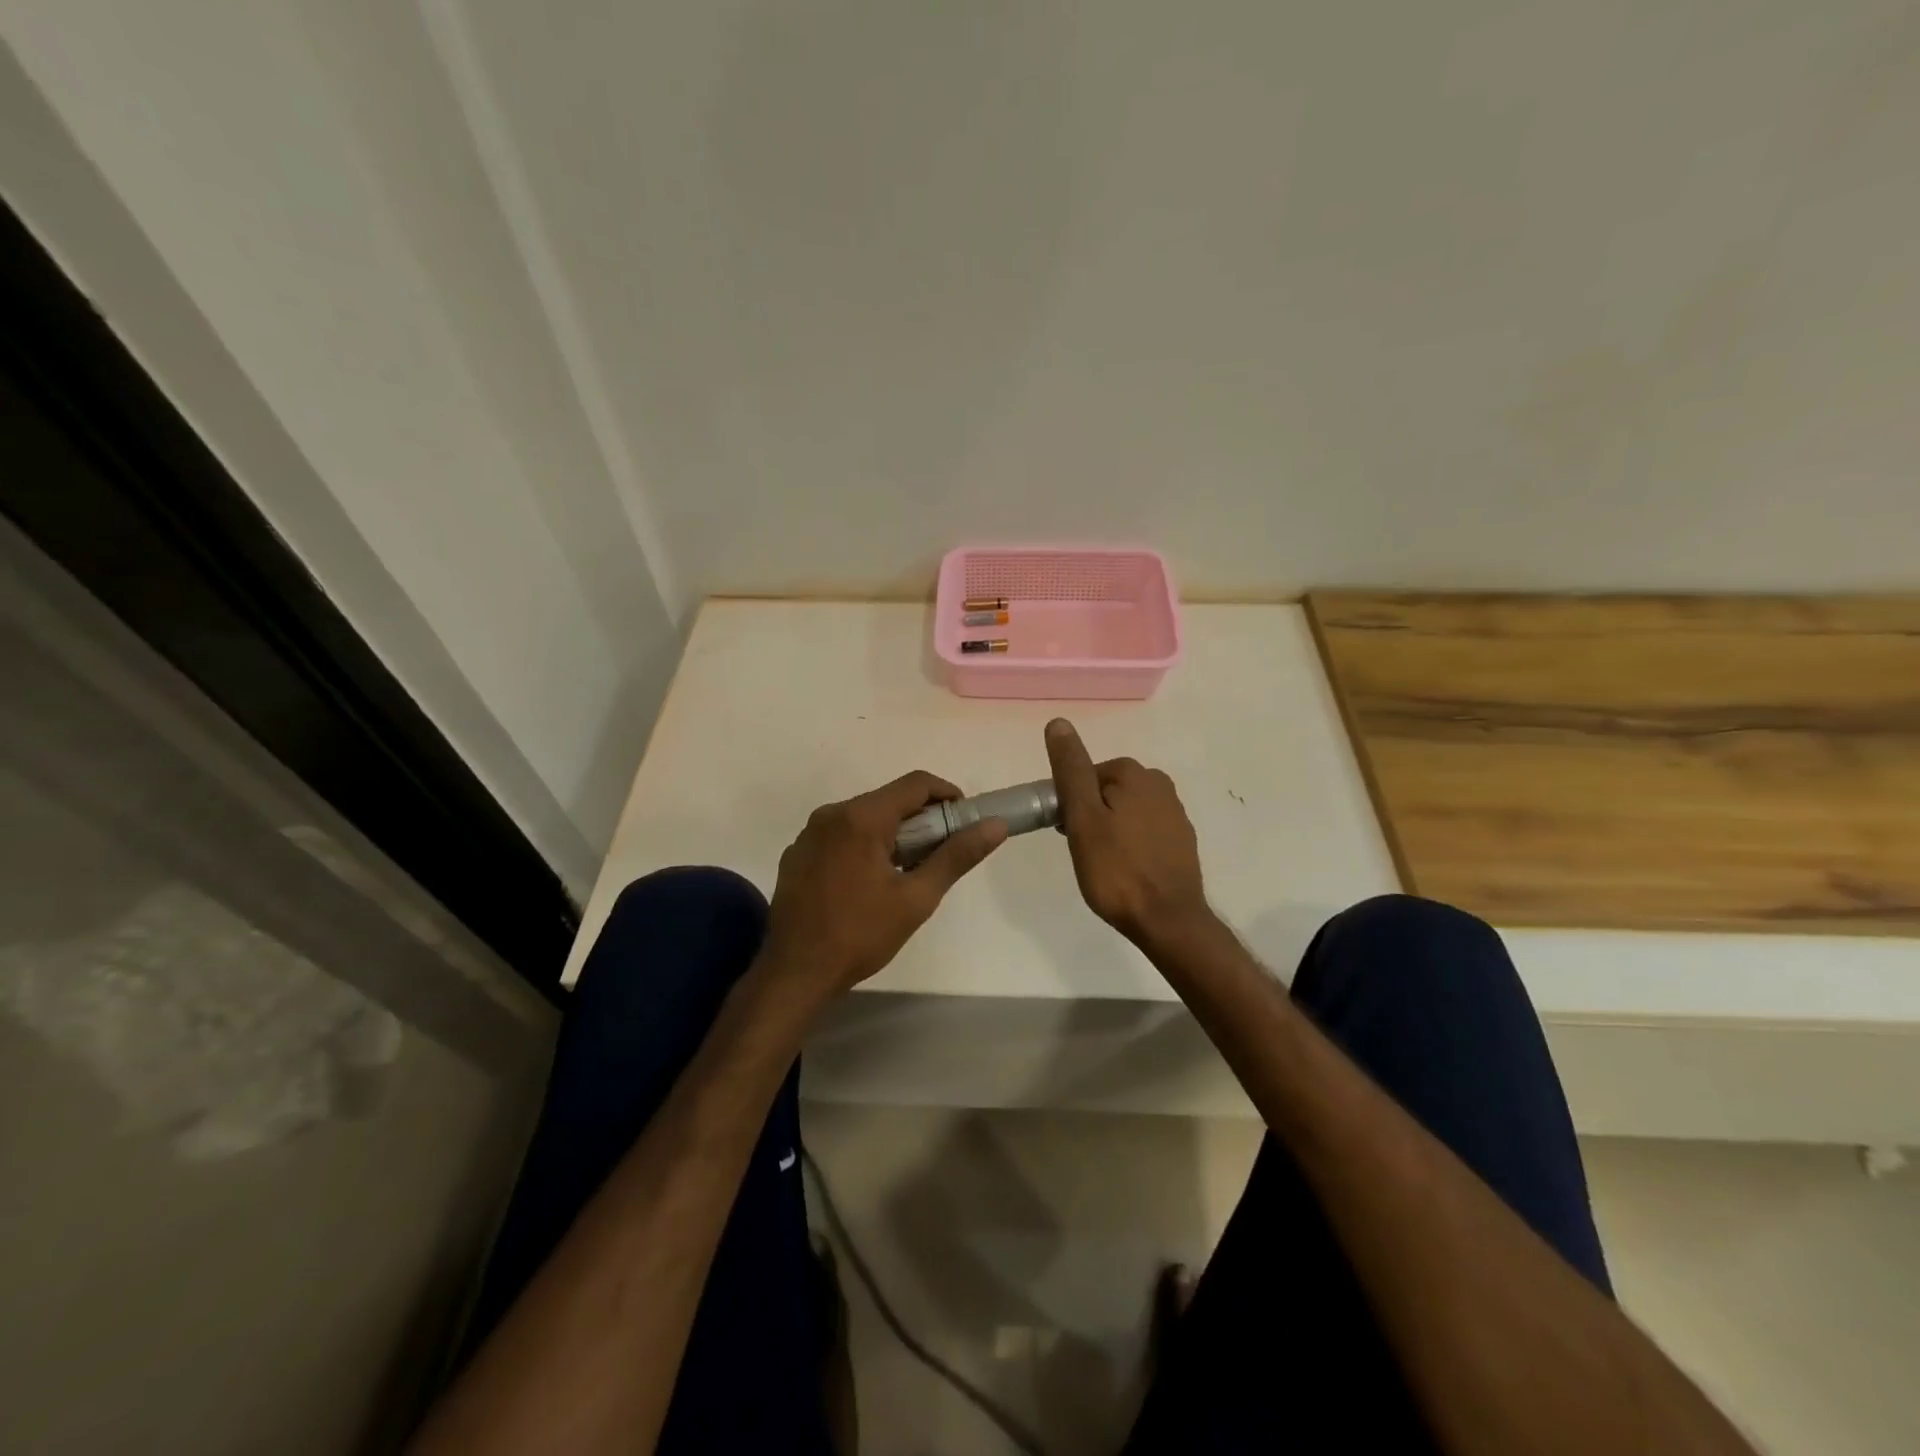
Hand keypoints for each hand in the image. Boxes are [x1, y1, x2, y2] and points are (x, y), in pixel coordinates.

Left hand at [760, 771, 1007, 1005]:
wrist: (795, 973)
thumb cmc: (860, 935)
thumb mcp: (916, 899)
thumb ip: (956, 856)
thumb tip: (995, 825)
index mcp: (860, 818)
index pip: (915, 784)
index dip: (947, 795)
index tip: (965, 821)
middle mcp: (830, 814)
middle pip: (888, 800)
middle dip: (921, 819)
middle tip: (940, 854)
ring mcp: (808, 834)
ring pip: (863, 818)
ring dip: (892, 834)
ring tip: (907, 872)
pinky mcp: (797, 854)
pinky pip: (840, 836)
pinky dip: (863, 846)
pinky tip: (868, 883)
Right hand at [1044, 719, 1209, 946]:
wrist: (1167, 920)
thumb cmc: (1116, 869)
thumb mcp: (1083, 817)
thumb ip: (1071, 769)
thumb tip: (1058, 722)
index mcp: (1134, 773)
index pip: (1085, 775)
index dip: (1069, 802)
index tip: (1064, 832)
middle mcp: (1159, 784)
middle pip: (1106, 790)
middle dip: (1089, 815)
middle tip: (1081, 850)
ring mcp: (1175, 813)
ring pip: (1124, 811)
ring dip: (1108, 829)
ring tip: (1101, 864)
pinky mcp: (1181, 840)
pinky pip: (1144, 831)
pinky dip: (1130, 844)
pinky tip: (1124, 869)